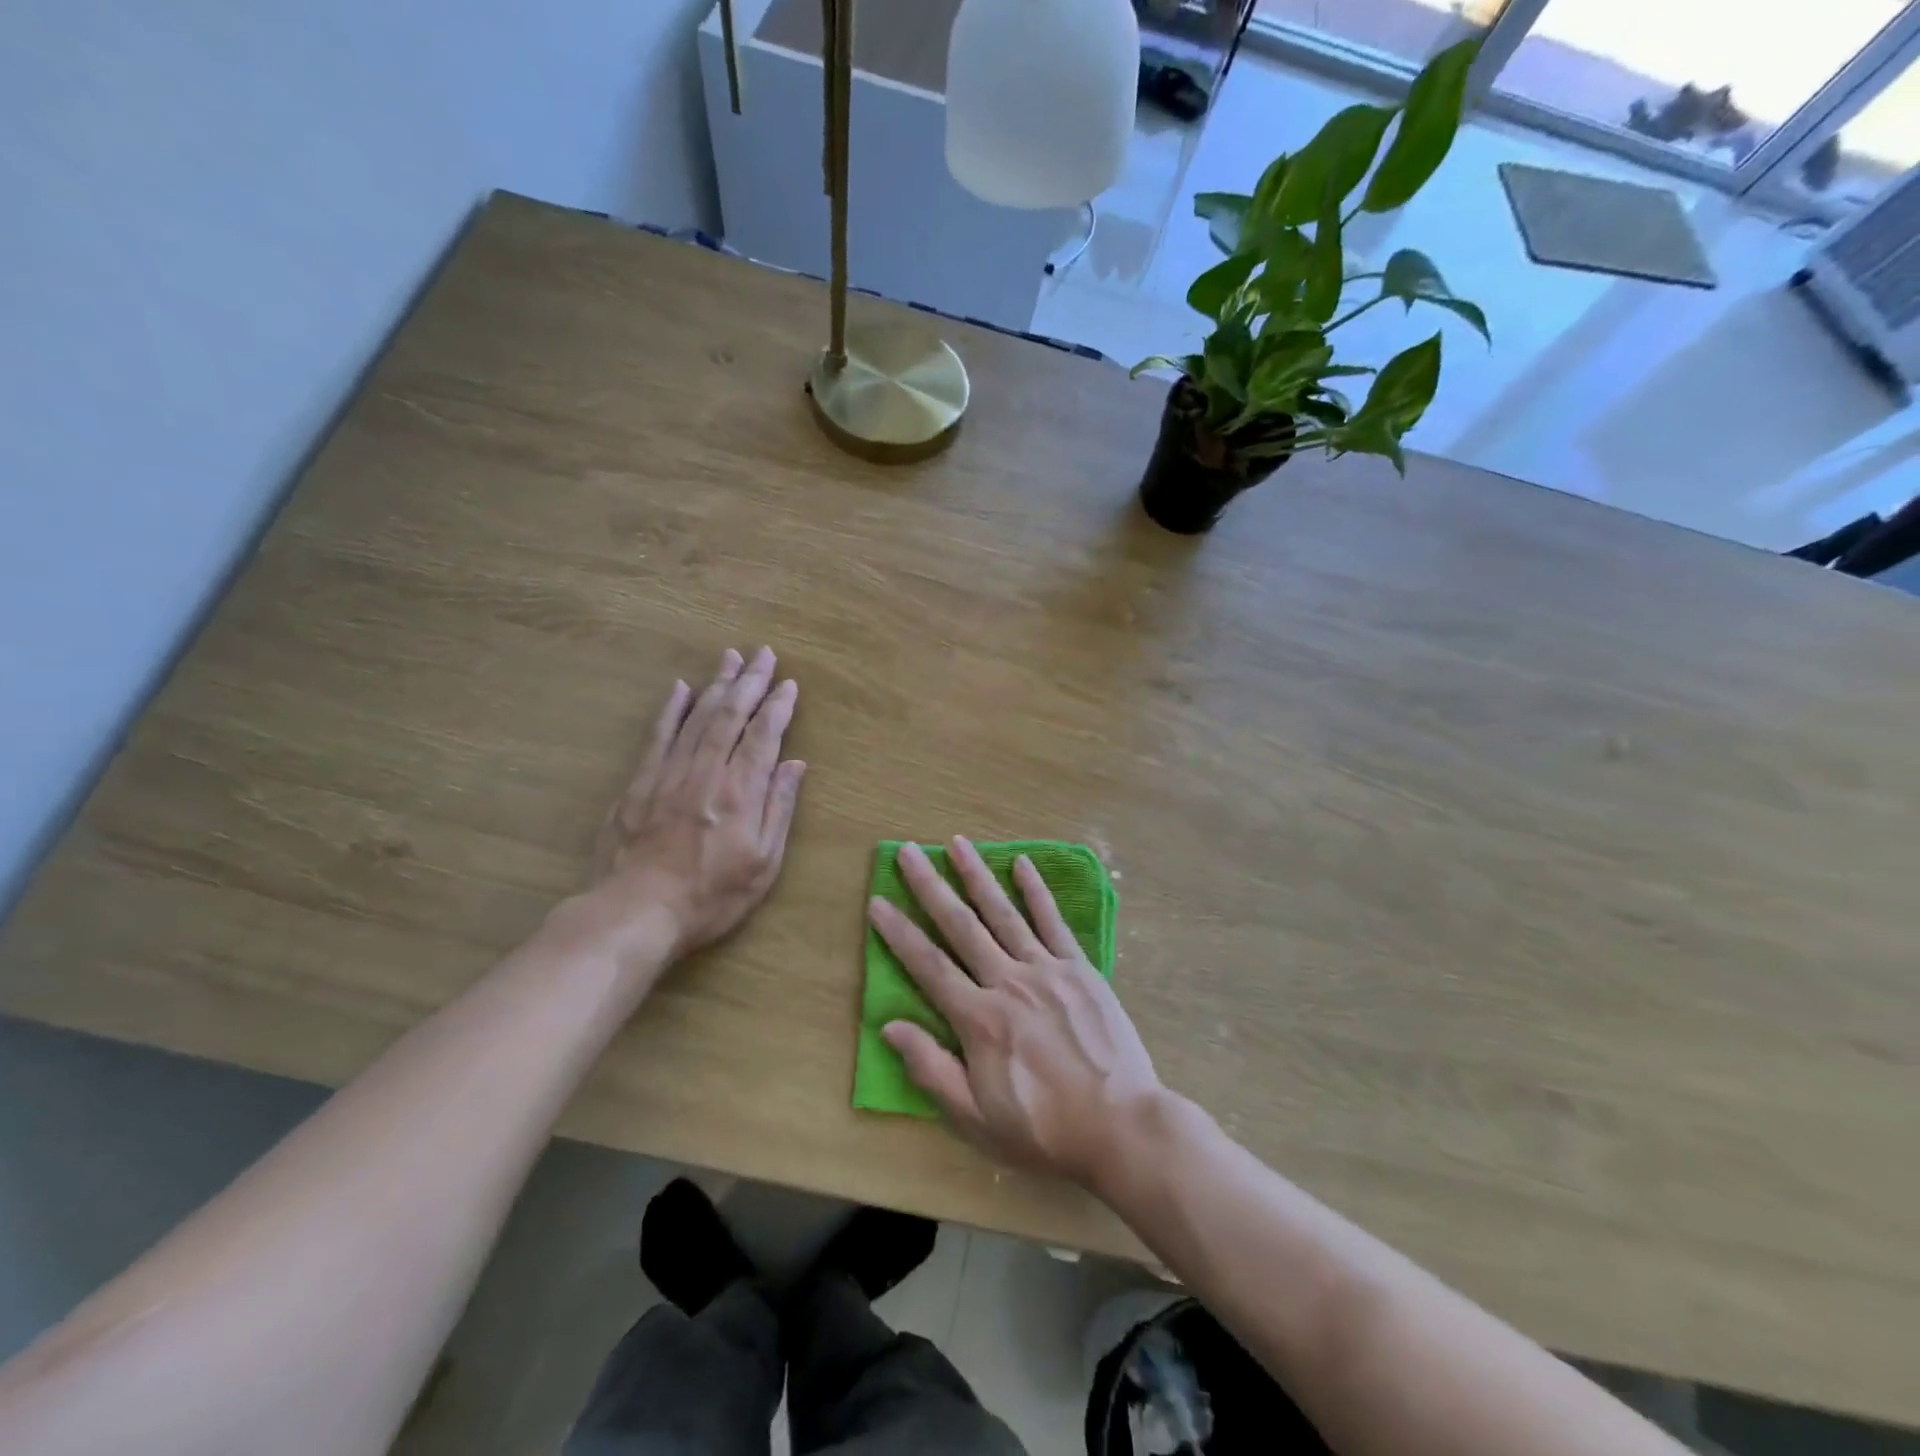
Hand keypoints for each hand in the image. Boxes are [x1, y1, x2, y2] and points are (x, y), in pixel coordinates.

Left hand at [587, 647, 805, 961]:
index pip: (763, 737)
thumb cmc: (711, 897)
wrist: (637, 914)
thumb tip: (795, 764)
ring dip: (716, 685)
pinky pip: (657, 737)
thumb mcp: (763, 864)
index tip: (789, 684)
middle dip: (750, 682)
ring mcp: (668, 775)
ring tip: (730, 658)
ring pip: (696, 719)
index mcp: (740, 793)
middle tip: (763, 654)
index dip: (778, 708)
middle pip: (730, 717)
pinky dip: (670, 711)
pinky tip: (680, 688)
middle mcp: (706, 773)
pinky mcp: (638, 784)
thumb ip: (779, 809)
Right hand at [868, 837, 1162, 1189]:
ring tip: (957, 842)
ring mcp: (1046, 969)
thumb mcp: (976, 1118)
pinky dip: (1036, 891)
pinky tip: (1022, 863)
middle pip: (961, 926)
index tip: (878, 901)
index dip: (899, 933)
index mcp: (978, 1019)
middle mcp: (1007, 981)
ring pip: (1003, 913)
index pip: (928, 965)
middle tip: (908, 851)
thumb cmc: (1043, 1129)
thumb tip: (890, 1026)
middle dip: (930, 886)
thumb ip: (931, 1069)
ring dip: (977, 875)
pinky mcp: (1079, 968)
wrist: (1121, 1125)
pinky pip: (1053, 922)